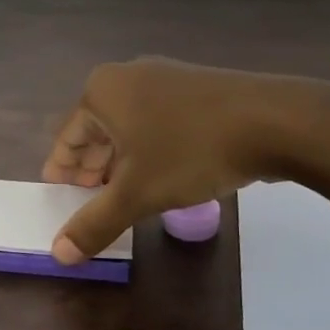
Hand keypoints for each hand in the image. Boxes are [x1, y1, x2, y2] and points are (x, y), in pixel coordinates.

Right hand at [42, 57, 329, 262]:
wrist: (273, 121)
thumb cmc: (190, 151)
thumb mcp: (137, 193)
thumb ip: (95, 223)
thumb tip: (59, 253)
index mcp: (102, 91)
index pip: (68, 136)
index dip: (61, 167)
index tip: (56, 190)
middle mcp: (127, 76)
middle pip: (97, 127)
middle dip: (91, 164)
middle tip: (86, 196)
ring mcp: (164, 78)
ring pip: (128, 125)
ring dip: (119, 159)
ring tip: (118, 191)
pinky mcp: (194, 88)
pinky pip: (155, 120)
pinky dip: (147, 147)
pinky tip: (157, 173)